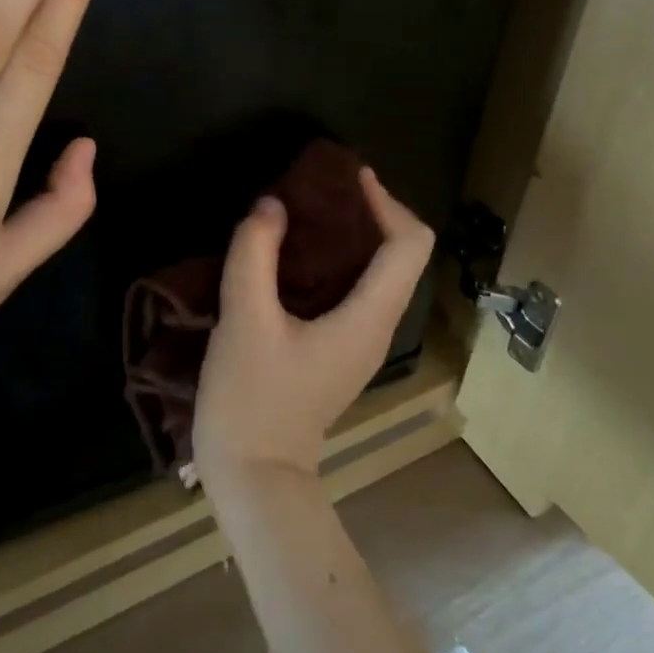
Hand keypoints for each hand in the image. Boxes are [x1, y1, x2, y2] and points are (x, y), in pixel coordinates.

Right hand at [193, 168, 433, 496]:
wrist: (253, 476)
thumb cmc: (252, 399)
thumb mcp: (244, 320)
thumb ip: (255, 254)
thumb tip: (271, 204)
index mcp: (368, 317)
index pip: (409, 244)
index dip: (386, 201)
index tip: (347, 176)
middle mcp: (376, 326)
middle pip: (398, 253)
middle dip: (368, 211)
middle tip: (320, 186)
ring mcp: (358, 342)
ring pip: (376, 272)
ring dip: (350, 235)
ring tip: (305, 210)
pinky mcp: (337, 350)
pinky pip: (352, 290)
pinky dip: (334, 260)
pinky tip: (291, 254)